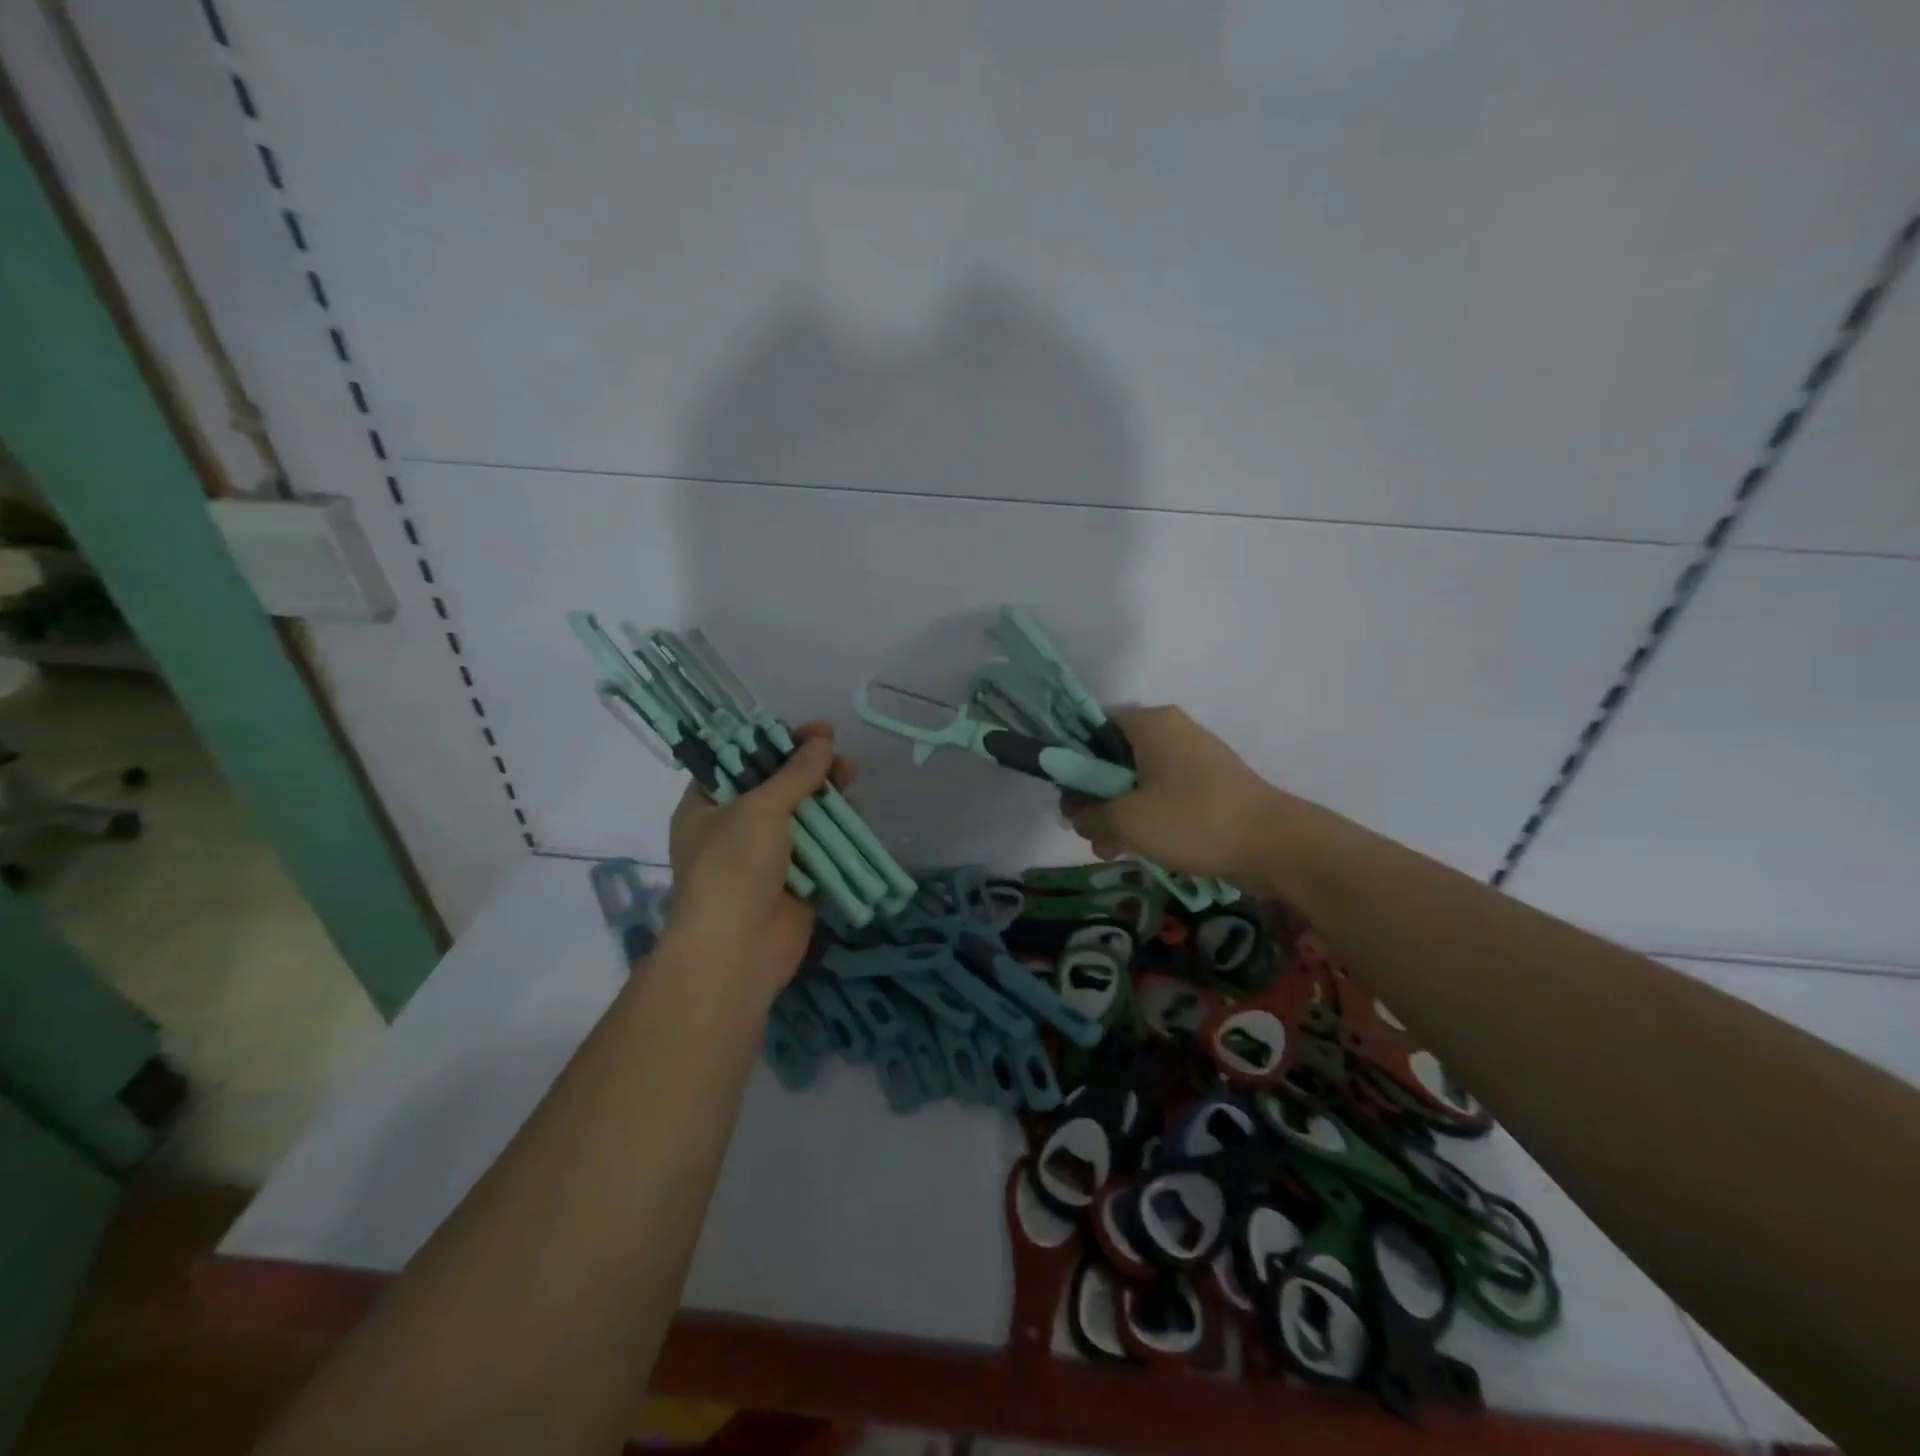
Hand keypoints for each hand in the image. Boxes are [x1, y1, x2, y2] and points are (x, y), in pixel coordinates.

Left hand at [663, 722, 853, 1002]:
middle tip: (839, 753)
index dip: (775, 741)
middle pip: (776, 785)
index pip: (740, 759)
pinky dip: (836, 830)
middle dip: (808, 768)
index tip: (813, 730)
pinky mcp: (795, 879)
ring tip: (853, 776)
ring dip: (826, 796)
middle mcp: (734, 826)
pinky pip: (819, 847)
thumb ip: (795, 774)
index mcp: (707, 805)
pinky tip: (856, 813)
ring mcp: (766, 855)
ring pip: (802, 815)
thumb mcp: (759, 810)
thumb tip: (824, 741)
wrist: (736, 952)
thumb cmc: (733, 868)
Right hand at [1064, 705, 1288, 879]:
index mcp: (1150, 723)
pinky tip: (1139, 849)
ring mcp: (1194, 757)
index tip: (1065, 794)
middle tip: (1088, 832)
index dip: (1070, 758)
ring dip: (1118, 813)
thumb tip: (1072, 810)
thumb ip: (1087, 812)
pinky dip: (1147, 816)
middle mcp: (1172, 731)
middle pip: (1113, 756)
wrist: (1275, 845)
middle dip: (1095, 796)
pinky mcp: (1209, 784)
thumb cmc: (1193, 820)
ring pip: (1137, 779)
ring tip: (1111, 850)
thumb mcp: (1126, 819)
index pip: (1092, 725)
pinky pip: (1163, 793)